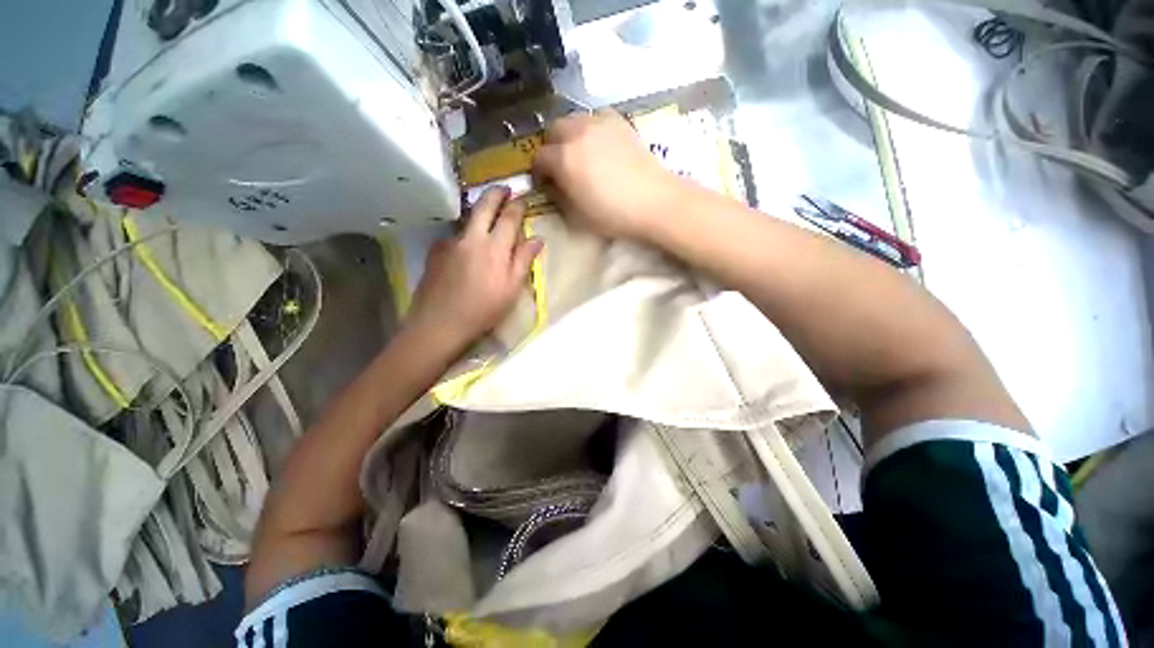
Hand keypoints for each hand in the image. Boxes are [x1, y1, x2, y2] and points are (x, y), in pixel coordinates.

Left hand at [406, 186, 543, 351]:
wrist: (440, 323)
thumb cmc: (484, 310)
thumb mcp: (512, 288)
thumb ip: (524, 260)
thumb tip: (537, 238)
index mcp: (495, 248)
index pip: (509, 217)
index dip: (518, 205)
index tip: (523, 197)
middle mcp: (472, 237)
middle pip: (484, 206)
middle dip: (496, 193)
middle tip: (504, 188)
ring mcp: (450, 242)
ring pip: (468, 219)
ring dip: (479, 211)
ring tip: (487, 214)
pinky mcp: (436, 250)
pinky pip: (455, 235)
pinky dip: (465, 234)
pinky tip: (466, 248)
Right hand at [533, 110, 687, 239]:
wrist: (653, 201)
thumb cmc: (612, 215)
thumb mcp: (577, 216)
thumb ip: (558, 197)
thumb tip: (552, 185)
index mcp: (563, 158)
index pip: (539, 158)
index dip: (538, 172)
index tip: (544, 183)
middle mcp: (577, 133)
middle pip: (553, 131)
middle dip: (551, 148)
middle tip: (560, 166)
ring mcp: (600, 123)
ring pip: (574, 120)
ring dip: (569, 135)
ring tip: (579, 153)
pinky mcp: (619, 122)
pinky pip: (596, 117)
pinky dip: (591, 128)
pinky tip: (599, 144)